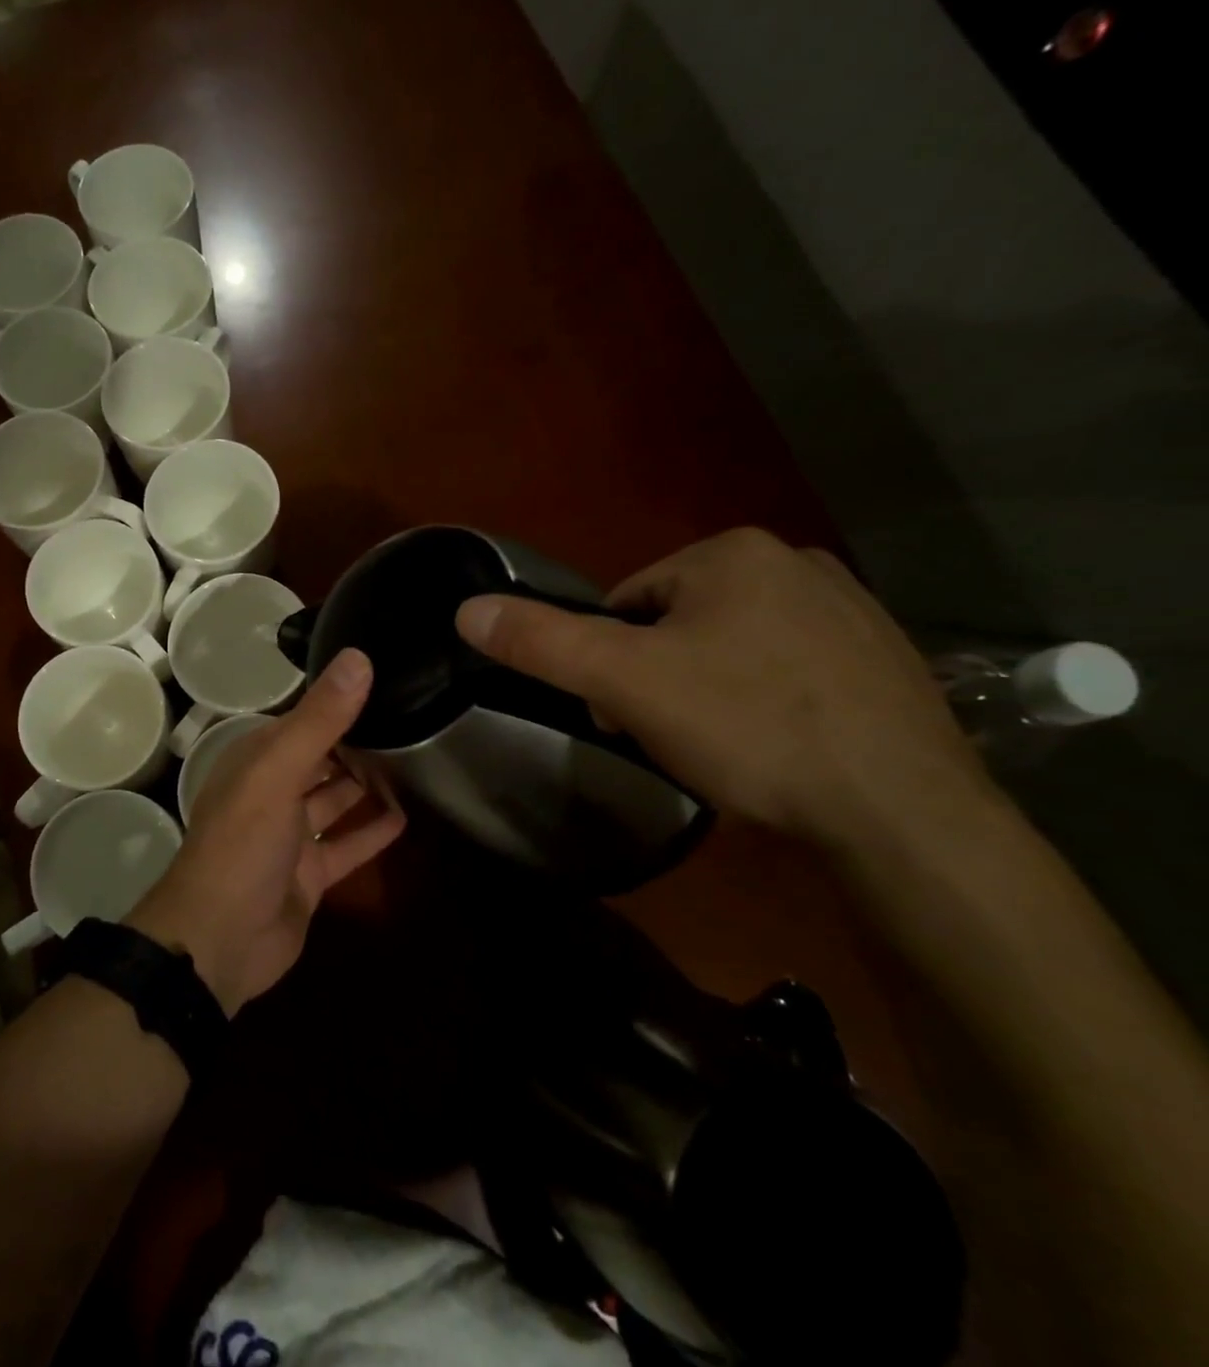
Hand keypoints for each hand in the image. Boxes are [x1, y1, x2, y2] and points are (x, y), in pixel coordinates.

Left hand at [126, 649, 406, 1016]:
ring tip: (417, 760)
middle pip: (321, 759)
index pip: (302, 720)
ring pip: (334, 801)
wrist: (219, 941)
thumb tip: (359, 656)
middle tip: (413, 719)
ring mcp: (291, 837)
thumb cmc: (242, 845)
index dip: (339, 702)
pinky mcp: (310, 876)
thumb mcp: (278, 773)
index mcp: (257, 761)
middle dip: (358, 743)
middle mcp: (272, 792)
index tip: (387, 681)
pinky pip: (346, 846)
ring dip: (367, 785)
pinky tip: (408, 817)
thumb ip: (319, 720)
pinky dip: (371, 832)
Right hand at [455, 528, 993, 845]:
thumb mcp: (623, 682)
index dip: (609, 662)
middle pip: (677, 623)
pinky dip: (762, 701)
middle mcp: (798, 562)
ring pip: (731, 647)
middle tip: (667, 736)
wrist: (901, 812)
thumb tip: (465, 608)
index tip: (623, 713)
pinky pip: (787, 669)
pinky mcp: (885, 659)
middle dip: (657, 676)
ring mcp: (852, 609)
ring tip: (720, 748)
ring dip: (705, 690)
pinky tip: (773, 748)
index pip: (626, 602)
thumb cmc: (747, 728)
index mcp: (733, 553)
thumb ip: (540, 641)